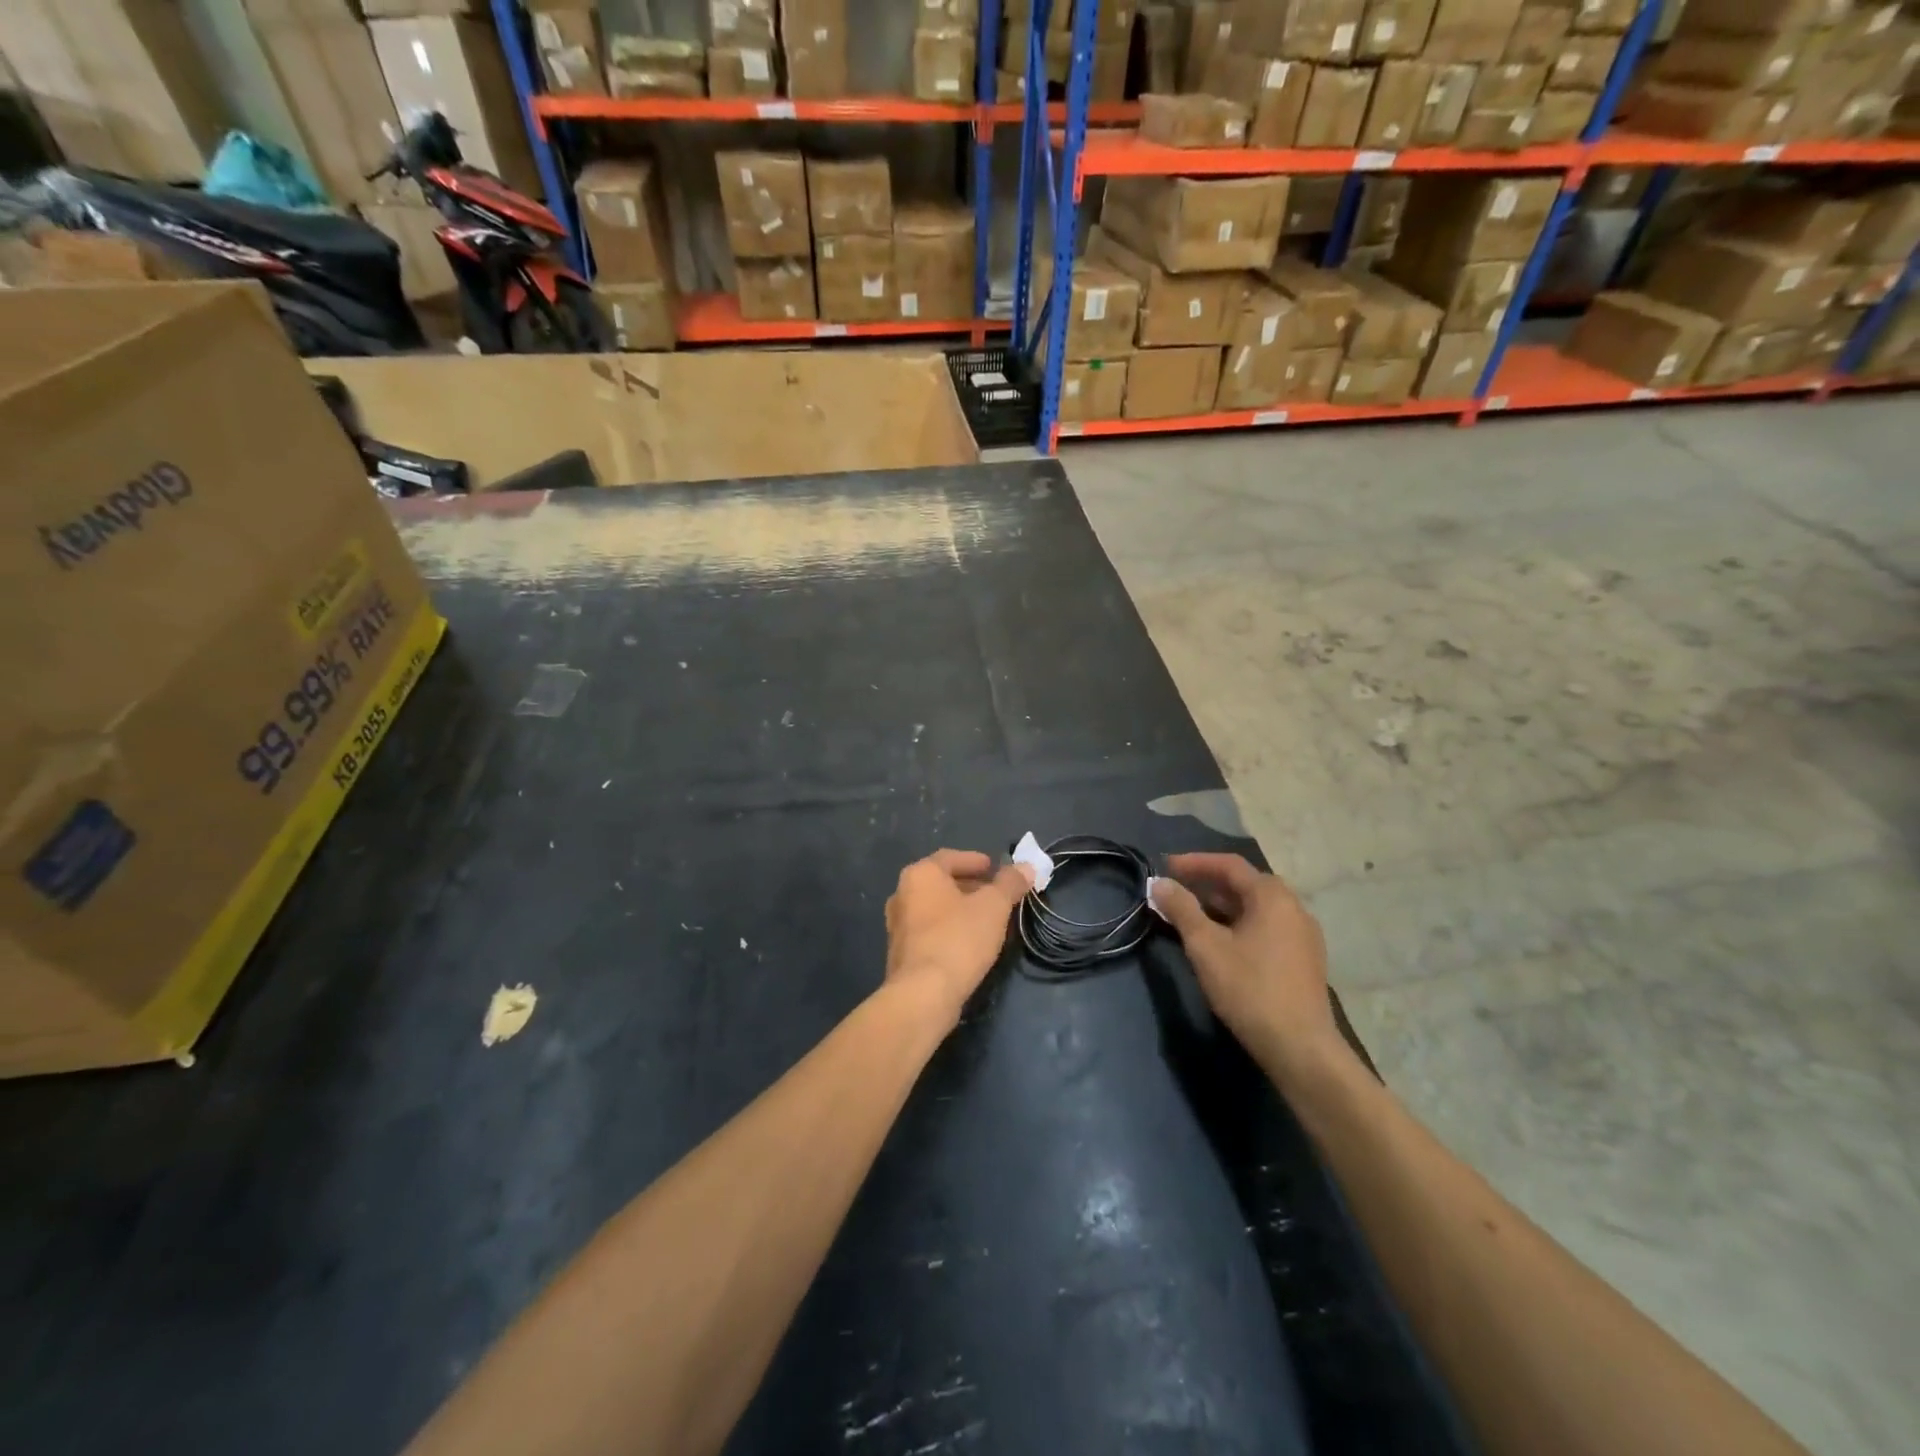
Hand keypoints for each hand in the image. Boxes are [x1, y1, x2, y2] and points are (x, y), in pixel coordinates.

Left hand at [884, 850, 1034, 1025]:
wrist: (924, 994)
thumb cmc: (959, 938)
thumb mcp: (994, 906)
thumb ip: (1010, 883)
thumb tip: (1026, 867)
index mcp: (920, 874)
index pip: (950, 857)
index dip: (976, 861)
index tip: (996, 868)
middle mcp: (902, 894)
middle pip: (941, 882)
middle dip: (970, 886)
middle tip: (996, 894)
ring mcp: (898, 925)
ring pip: (935, 908)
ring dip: (960, 909)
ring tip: (987, 919)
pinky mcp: (900, 953)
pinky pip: (929, 930)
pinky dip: (949, 929)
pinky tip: (969, 942)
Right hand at [1151, 854, 1343, 1088]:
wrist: (1300, 1047)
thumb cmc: (1249, 988)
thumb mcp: (1205, 946)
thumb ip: (1181, 909)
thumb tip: (1158, 883)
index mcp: (1272, 896)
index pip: (1229, 864)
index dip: (1194, 862)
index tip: (1165, 866)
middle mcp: (1293, 907)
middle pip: (1245, 883)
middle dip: (1207, 883)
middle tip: (1176, 890)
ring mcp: (1303, 934)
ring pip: (1256, 907)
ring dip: (1222, 905)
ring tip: (1191, 914)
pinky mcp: (1304, 958)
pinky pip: (1266, 926)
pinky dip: (1239, 923)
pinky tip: (1221, 940)